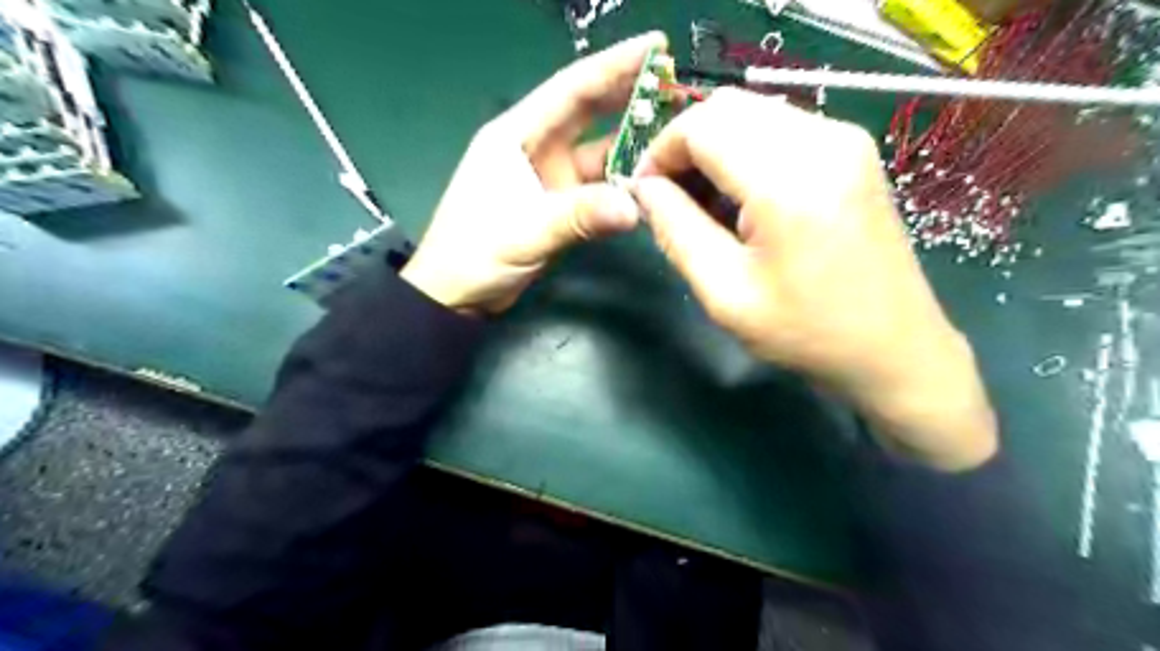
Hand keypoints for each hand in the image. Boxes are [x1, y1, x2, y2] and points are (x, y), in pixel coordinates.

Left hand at [399, 30, 661, 314]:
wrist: (455, 295)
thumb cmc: (473, 254)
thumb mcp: (524, 231)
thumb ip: (577, 216)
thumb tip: (635, 207)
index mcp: (516, 135)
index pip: (571, 89)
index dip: (614, 65)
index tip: (656, 46)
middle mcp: (536, 148)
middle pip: (589, 112)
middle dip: (630, 95)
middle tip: (675, 83)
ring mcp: (549, 178)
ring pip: (599, 153)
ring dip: (632, 146)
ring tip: (674, 135)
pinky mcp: (558, 206)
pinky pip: (598, 188)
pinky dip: (622, 186)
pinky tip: (650, 183)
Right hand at [632, 88, 995, 470]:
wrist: (894, 350)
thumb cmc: (806, 332)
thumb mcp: (724, 292)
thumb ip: (676, 230)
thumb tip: (645, 188)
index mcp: (788, 180)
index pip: (702, 126)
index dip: (661, 151)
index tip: (645, 191)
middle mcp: (823, 141)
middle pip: (727, 108)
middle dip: (686, 146)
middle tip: (672, 198)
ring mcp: (846, 140)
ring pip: (753, 113)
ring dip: (716, 148)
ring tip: (706, 204)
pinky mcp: (854, 151)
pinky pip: (781, 127)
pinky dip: (747, 151)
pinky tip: (744, 199)